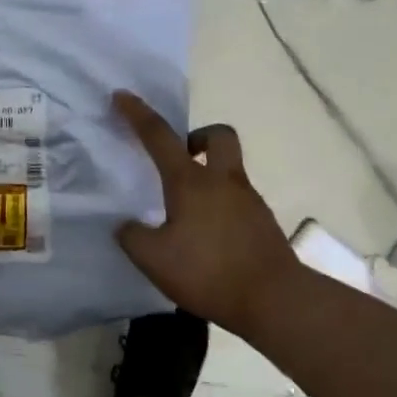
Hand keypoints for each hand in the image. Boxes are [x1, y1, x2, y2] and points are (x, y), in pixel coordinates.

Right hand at [113, 91, 301, 335]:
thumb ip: (132, 237)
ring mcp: (249, 201)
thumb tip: (127, 226)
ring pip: (230, 171)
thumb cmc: (207, 272)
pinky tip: (206, 239)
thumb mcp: (153, 259)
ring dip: (208, 177)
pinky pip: (237, 201)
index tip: (122, 96)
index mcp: (191, 181)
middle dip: (198, 137)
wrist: (273, 300)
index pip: (159, 137)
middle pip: (219, 136)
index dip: (138, 114)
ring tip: (185, 214)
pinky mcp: (263, 223)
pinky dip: (220, 208)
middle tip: (180, 160)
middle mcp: (223, 182)